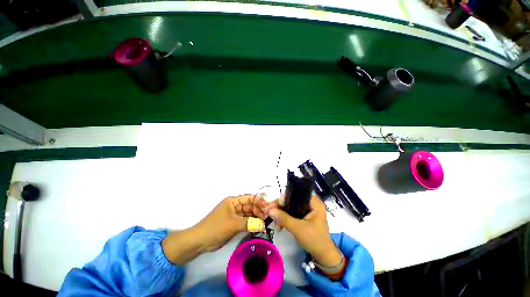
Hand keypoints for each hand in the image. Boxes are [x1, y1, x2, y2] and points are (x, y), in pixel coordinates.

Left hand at [195, 194, 267, 251]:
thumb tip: (263, 225)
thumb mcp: (233, 224)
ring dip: (256, 218)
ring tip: (264, 223)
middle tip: (267, 218)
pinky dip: (251, 223)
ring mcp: (234, 215)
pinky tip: (258, 227)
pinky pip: (245, 221)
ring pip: (248, 214)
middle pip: (250, 206)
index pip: (249, 198)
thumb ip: (249, 223)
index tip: (268, 207)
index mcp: (233, 201)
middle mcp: (234, 206)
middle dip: (258, 210)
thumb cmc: (216, 227)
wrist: (200, 241)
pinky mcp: (234, 223)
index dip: (259, 201)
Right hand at [266, 195, 341, 267]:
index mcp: (314, 203)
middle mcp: (311, 204)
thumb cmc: (314, 240)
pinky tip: (279, 226)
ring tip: (275, 224)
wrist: (323, 256)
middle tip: (270, 212)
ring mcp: (307, 210)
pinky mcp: (304, 217)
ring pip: (291, 207)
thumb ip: (284, 218)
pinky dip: (285, 218)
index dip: (285, 197)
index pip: (297, 193)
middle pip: (292, 199)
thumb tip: (270, 210)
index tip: (274, 204)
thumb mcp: (298, 229)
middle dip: (280, 207)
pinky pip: (292, 213)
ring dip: (281, 214)